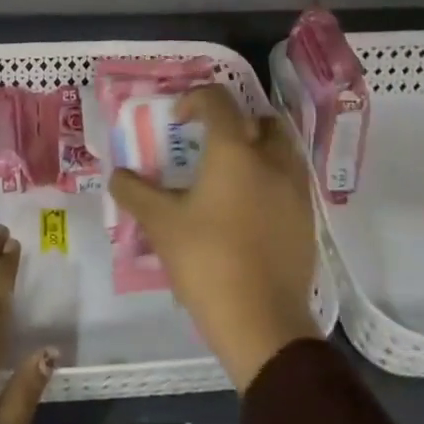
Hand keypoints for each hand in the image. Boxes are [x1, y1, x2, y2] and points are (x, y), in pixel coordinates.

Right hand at [109, 85, 318, 389]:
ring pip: (281, 151)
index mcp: (235, 151)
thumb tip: (117, 175)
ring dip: (257, 150)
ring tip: (230, 175)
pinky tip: (247, 209)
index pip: (218, 101)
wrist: (263, 324)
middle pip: (261, 120)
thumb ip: (134, 192)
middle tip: (209, 144)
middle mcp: (271, 161)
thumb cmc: (207, 261)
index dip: (194, 100)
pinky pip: (290, 183)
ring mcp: (295, 191)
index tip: (177, 121)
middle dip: (236, 123)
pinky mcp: (307, 221)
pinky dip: (270, 181)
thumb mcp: (160, 224)